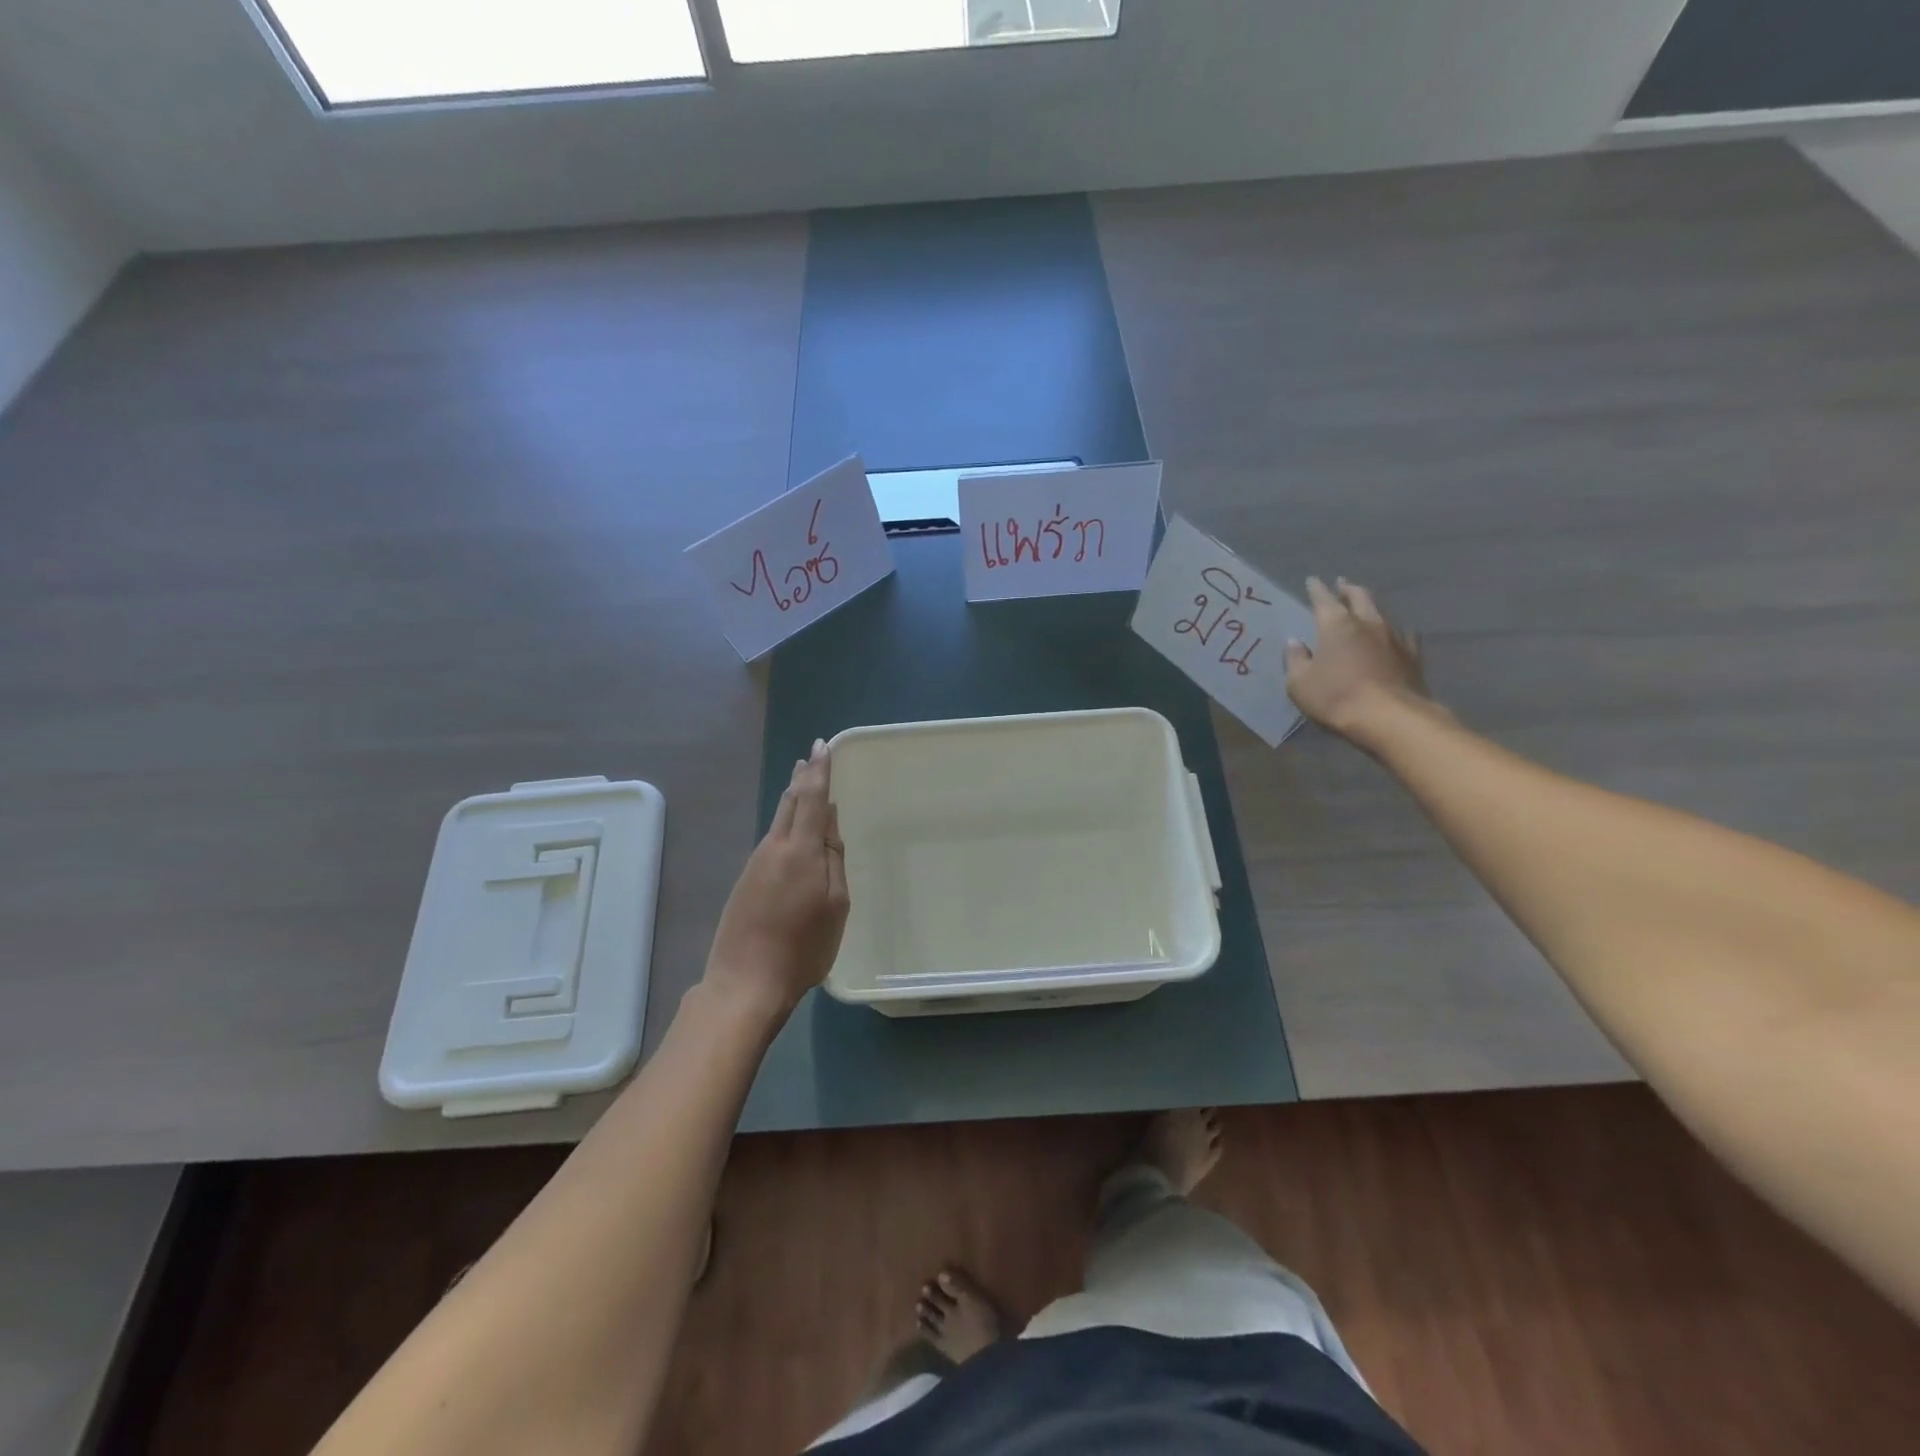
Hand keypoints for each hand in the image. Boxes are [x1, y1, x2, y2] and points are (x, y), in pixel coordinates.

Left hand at [702, 739, 849, 1022]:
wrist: (745, 982)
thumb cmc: (802, 947)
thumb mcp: (835, 905)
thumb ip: (833, 860)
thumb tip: (829, 824)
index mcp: (800, 850)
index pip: (811, 799)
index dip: (819, 771)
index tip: (823, 746)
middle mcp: (773, 848)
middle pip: (789, 803)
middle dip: (802, 778)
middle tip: (811, 757)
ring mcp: (755, 864)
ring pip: (778, 820)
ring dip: (792, 799)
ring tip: (803, 783)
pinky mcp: (746, 881)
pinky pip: (771, 840)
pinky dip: (784, 824)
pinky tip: (790, 829)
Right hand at [1285, 576, 1436, 748]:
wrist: (1389, 718)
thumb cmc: (1336, 698)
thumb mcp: (1300, 683)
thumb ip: (1296, 660)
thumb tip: (1295, 643)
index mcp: (1336, 624)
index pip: (1323, 599)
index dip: (1316, 589)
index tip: (1312, 580)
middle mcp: (1368, 622)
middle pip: (1359, 596)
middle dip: (1348, 589)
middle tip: (1342, 583)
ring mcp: (1394, 637)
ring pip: (1382, 612)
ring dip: (1371, 607)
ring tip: (1366, 607)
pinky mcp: (1413, 655)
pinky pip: (1401, 634)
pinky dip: (1392, 630)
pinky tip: (1392, 635)